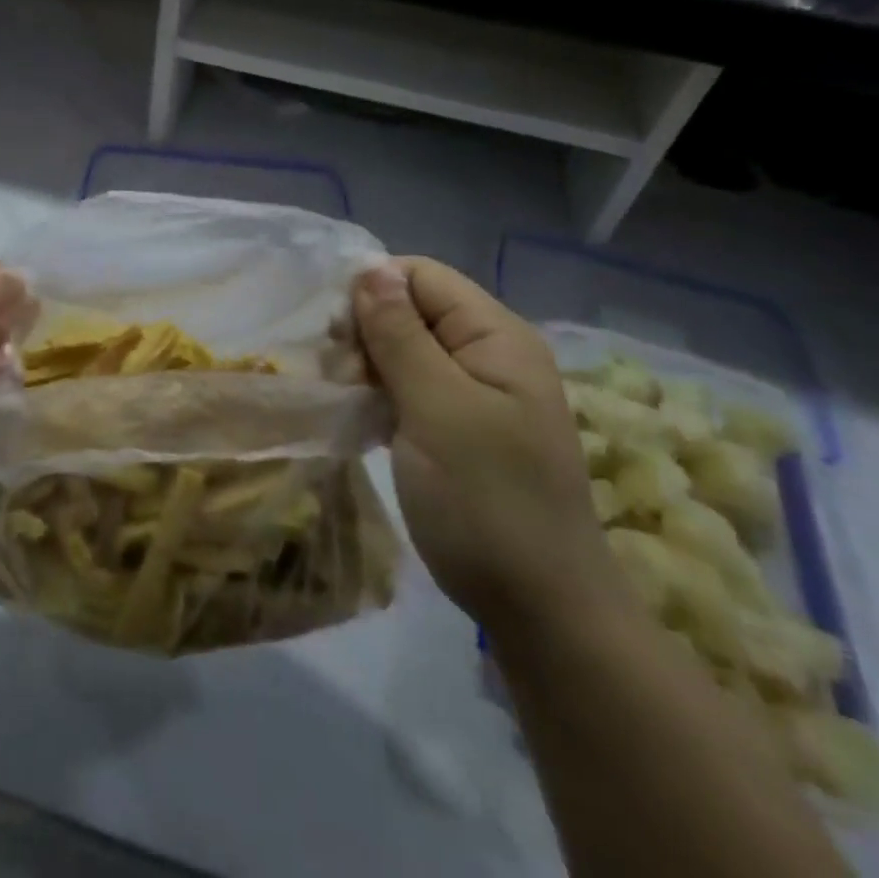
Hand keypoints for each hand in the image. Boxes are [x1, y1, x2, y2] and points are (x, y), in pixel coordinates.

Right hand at [352, 258, 624, 635]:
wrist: (541, 612)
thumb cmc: (488, 502)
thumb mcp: (437, 410)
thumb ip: (401, 335)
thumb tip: (369, 267)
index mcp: (495, 335)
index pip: (421, 276)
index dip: (374, 291)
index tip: (337, 336)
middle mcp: (488, 353)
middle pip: (411, 309)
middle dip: (367, 331)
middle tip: (340, 376)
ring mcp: (474, 393)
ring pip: (404, 349)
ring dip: (368, 366)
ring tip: (345, 400)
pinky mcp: (458, 428)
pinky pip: (409, 388)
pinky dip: (379, 394)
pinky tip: (358, 418)